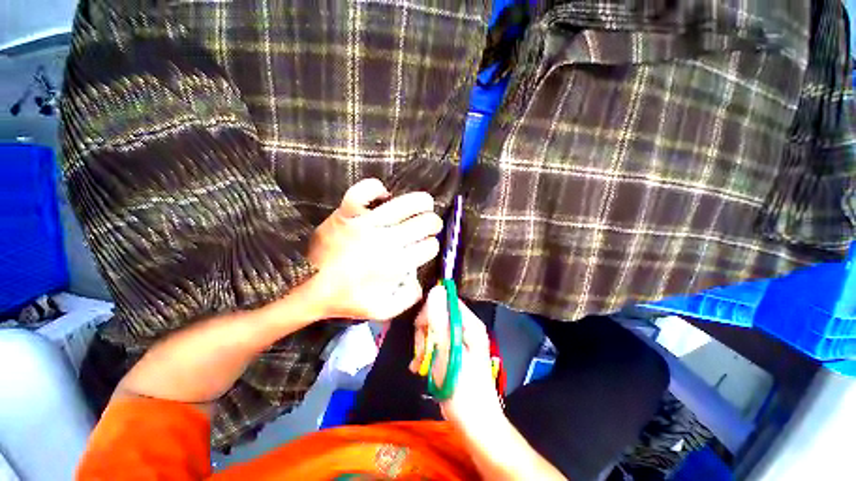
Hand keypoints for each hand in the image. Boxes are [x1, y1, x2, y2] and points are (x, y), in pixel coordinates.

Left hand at [307, 178, 442, 320]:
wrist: (308, 288)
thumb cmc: (346, 299)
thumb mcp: (383, 310)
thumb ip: (409, 297)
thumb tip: (419, 279)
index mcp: (396, 265)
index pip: (429, 246)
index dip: (432, 245)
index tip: (425, 247)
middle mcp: (386, 241)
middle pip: (425, 223)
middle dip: (433, 223)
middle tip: (429, 226)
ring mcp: (366, 224)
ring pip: (405, 203)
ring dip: (422, 202)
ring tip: (424, 204)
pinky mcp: (346, 213)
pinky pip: (365, 189)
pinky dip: (377, 188)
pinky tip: (383, 196)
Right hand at [409, 286, 502, 430]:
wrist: (475, 425)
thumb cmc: (463, 390)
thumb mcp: (448, 354)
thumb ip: (440, 321)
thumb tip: (436, 290)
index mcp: (470, 324)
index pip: (447, 300)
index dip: (431, 310)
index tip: (421, 330)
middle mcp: (465, 327)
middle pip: (438, 313)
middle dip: (425, 331)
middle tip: (421, 352)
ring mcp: (459, 339)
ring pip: (433, 328)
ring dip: (423, 344)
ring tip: (420, 363)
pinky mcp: (453, 350)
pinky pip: (435, 341)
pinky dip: (426, 352)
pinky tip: (420, 366)